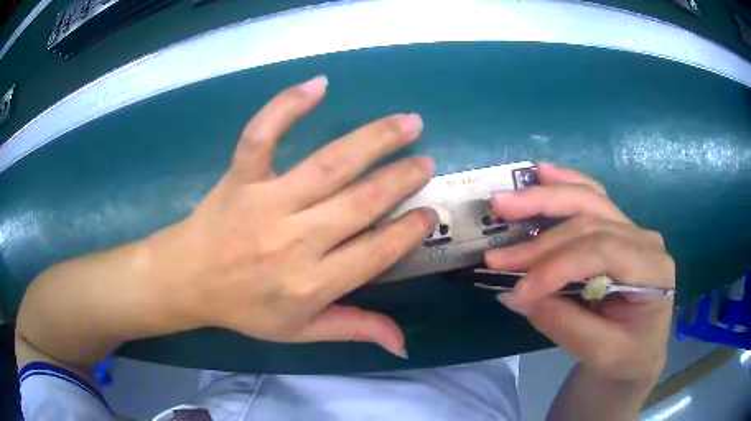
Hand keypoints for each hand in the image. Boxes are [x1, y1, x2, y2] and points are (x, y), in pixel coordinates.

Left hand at [146, 76, 435, 355]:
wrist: (188, 280)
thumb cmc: (244, 308)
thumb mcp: (300, 331)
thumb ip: (354, 329)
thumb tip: (402, 342)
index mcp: (311, 283)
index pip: (376, 252)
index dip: (409, 231)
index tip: (429, 213)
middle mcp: (294, 240)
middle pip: (361, 202)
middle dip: (402, 179)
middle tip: (426, 162)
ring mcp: (265, 201)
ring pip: (329, 164)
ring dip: (374, 140)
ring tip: (408, 122)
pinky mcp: (241, 175)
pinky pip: (263, 134)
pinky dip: (288, 106)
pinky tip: (319, 84)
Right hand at [485, 164, 674, 382]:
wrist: (641, 353)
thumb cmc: (627, 357)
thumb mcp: (601, 354)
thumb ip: (563, 324)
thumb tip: (515, 295)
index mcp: (653, 270)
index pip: (601, 252)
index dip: (556, 266)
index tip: (518, 291)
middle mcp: (645, 240)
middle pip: (591, 222)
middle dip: (541, 239)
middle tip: (497, 253)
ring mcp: (632, 230)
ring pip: (589, 201)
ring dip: (546, 200)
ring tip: (506, 202)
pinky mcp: (618, 229)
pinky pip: (593, 199)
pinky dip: (566, 184)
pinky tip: (543, 173)